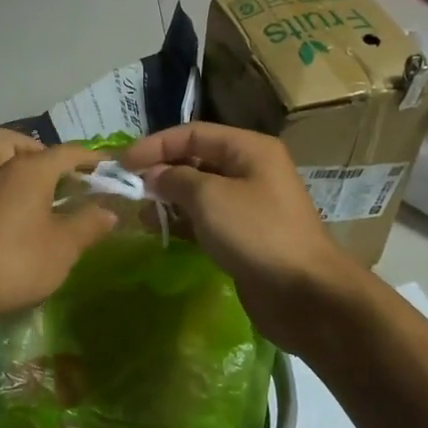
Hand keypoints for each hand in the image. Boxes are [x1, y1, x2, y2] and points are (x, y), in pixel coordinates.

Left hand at [0, 129, 116, 318]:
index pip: (65, 152)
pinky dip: (2, 194)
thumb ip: (88, 225)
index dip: (90, 157)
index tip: (107, 164)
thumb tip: (108, 211)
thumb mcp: (63, 247)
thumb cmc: (16, 260)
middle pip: (11, 140)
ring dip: (14, 170)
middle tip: (55, 175)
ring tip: (37, 197)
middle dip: (35, 149)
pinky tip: (15, 221)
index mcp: (29, 171)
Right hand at [118, 123, 361, 347]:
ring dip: (168, 199)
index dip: (156, 144)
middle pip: (196, 159)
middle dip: (161, 171)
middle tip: (127, 189)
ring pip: (199, 192)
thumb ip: (175, 179)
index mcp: (249, 149)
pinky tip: (159, 231)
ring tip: (139, 214)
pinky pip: (206, 219)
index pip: (193, 133)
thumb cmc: (257, 233)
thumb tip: (152, 175)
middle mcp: (250, 170)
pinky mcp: (244, 236)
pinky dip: (182, 221)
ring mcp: (249, 204)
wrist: (305, 294)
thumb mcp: (210, 198)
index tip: (122, 163)